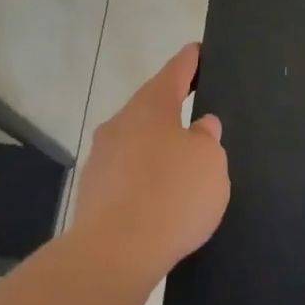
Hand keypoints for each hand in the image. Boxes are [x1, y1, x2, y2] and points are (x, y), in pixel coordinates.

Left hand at [71, 43, 229, 277]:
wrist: (115, 252)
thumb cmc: (172, 195)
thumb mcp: (210, 163)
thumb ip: (207, 140)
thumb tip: (200, 128)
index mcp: (151, 106)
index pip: (175, 71)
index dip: (190, 61)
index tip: (198, 51)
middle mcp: (120, 123)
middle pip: (151, 107)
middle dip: (172, 109)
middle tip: (197, 113)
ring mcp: (102, 157)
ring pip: (136, 141)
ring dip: (158, 147)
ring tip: (182, 165)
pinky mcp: (93, 190)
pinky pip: (127, 173)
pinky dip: (145, 177)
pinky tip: (160, 198)